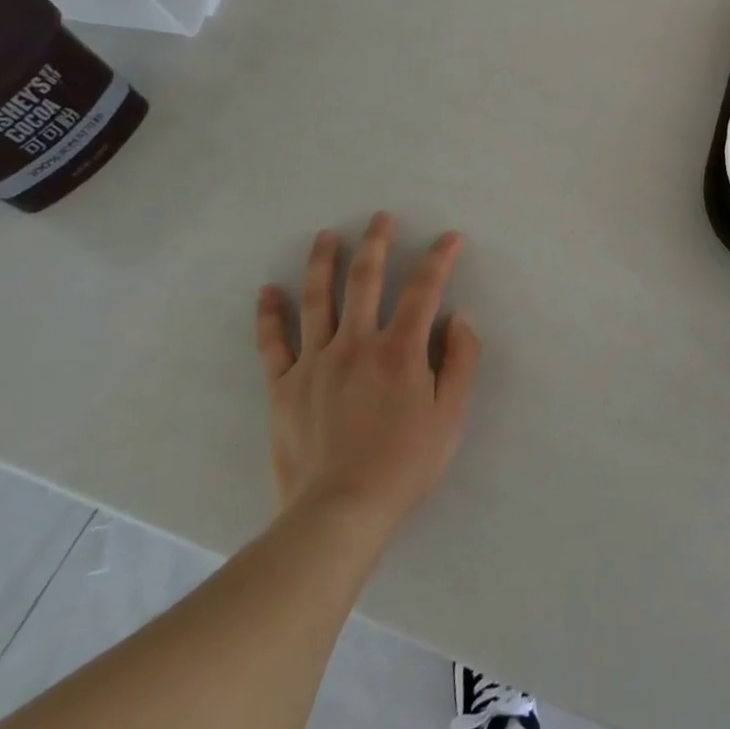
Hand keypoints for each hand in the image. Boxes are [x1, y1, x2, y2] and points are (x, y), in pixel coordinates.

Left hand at [255, 213, 479, 554]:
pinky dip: (270, 313)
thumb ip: (460, 360)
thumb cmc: (406, 463)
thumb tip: (459, 316)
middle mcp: (356, 344)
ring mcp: (315, 362)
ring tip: (326, 235)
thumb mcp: (451, 415)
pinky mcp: (284, 386)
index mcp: (400, 350)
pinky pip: (273, 342)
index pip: (423, 290)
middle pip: (365, 281)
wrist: (340, 511)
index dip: (438, 258)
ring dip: (323, 262)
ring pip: (317, 300)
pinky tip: (269, 289)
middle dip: (376, 243)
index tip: (449, 237)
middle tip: (381, 217)